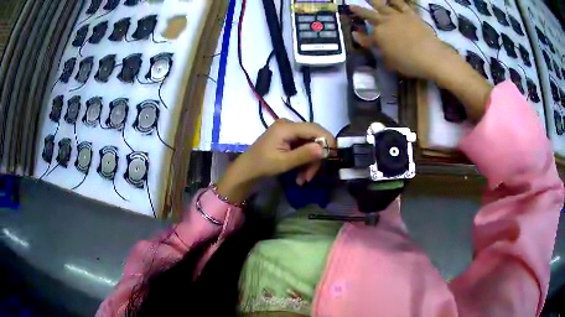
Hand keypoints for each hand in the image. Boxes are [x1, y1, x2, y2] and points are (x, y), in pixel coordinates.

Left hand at [216, 119, 335, 203]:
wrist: (246, 171)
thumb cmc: (261, 166)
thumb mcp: (283, 162)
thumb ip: (304, 154)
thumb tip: (324, 149)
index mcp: (286, 127)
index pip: (315, 129)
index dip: (327, 140)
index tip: (334, 156)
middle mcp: (289, 125)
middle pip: (313, 137)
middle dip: (316, 157)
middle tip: (312, 176)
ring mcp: (288, 132)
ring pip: (309, 145)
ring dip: (309, 163)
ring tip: (303, 180)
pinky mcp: (287, 140)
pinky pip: (302, 148)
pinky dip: (304, 162)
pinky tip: (300, 176)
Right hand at [350, 0, 457, 79]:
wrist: (430, 56)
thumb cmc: (409, 63)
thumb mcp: (391, 63)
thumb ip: (381, 53)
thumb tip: (375, 47)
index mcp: (378, 37)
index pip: (365, 37)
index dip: (359, 37)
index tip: (353, 33)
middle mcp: (384, 23)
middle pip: (369, 16)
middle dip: (359, 12)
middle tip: (351, 6)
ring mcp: (397, 17)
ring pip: (382, 6)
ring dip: (373, 2)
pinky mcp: (410, 14)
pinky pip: (401, 4)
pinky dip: (395, 0)